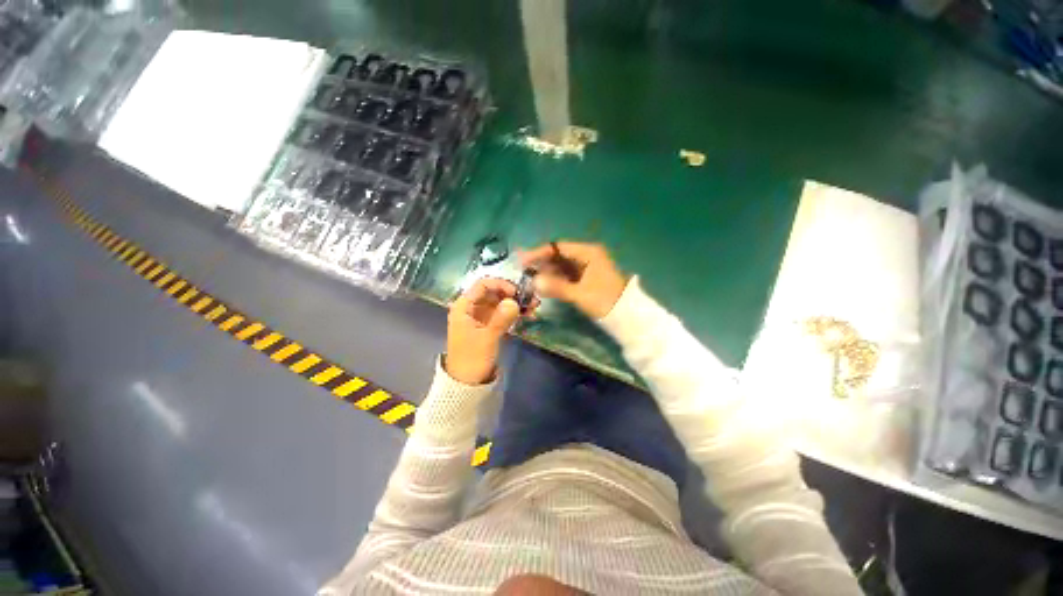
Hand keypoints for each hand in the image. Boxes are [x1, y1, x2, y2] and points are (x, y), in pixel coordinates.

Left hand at [446, 278, 537, 384]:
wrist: (466, 383)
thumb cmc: (472, 358)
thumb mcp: (487, 338)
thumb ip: (500, 318)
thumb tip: (515, 301)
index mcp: (464, 306)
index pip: (483, 285)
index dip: (500, 285)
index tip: (517, 293)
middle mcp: (472, 307)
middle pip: (494, 292)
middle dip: (513, 294)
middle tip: (532, 299)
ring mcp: (481, 316)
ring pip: (500, 302)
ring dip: (516, 303)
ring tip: (535, 307)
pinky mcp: (489, 325)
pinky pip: (503, 313)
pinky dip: (514, 312)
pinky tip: (529, 315)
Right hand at [519, 241, 627, 318]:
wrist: (627, 315)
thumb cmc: (605, 301)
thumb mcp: (580, 294)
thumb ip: (557, 287)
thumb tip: (534, 282)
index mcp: (588, 252)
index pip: (559, 247)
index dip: (539, 253)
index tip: (523, 261)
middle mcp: (587, 255)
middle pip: (559, 255)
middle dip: (542, 263)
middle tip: (524, 272)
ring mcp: (587, 266)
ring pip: (562, 265)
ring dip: (548, 272)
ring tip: (531, 280)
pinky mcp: (586, 277)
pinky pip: (567, 274)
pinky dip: (556, 278)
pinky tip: (545, 285)